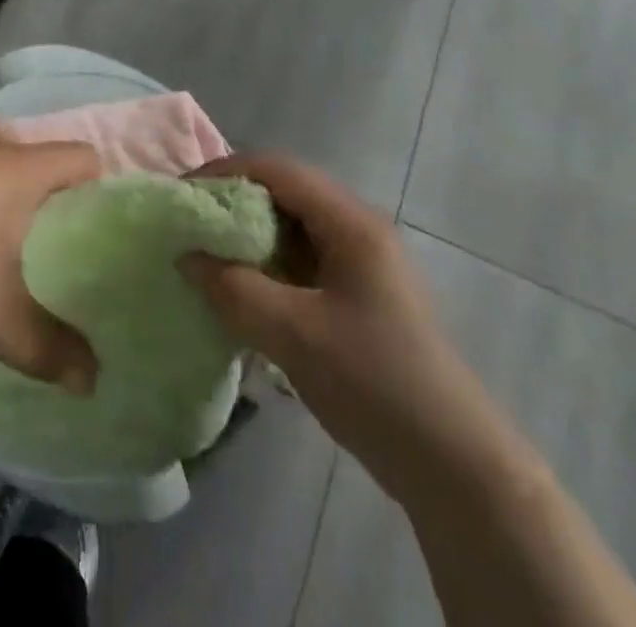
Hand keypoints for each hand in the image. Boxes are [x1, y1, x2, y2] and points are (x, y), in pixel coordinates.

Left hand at [0, 115, 100, 392]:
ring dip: (16, 169)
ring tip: (10, 215)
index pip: (81, 156)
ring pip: (3, 141)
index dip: (98, 184)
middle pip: (43, 150)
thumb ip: (50, 350)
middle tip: (55, 233)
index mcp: (16, 170)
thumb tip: (92, 382)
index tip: (95, 222)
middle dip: (56, 185)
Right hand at [179, 154, 468, 460]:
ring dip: (248, 237)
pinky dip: (267, 266)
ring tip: (205, 257)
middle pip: (284, 193)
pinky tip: (241, 292)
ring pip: (291, 228)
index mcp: (350, 222)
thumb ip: (234, 289)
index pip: (277, 170)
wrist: (453, 466)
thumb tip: (185, 256)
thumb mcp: (294, 335)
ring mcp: (361, 263)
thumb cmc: (375, 384)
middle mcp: (357, 229)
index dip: (225, 172)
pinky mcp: (358, 295)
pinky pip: (302, 261)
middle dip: (233, 204)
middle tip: (188, 226)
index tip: (182, 195)